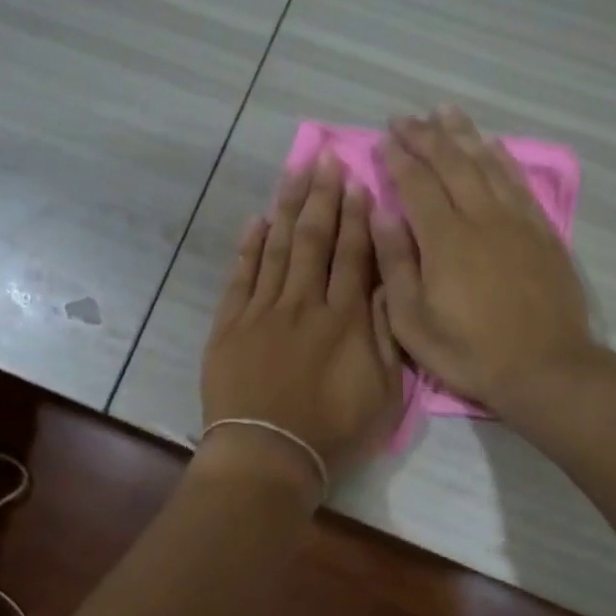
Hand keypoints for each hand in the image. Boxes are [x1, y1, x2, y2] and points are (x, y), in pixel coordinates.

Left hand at [200, 153, 402, 495]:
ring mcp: (262, 312)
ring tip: (295, 172)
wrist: (267, 456)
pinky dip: (249, 246)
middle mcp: (304, 304)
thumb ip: (384, 334)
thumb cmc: (332, 433)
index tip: (358, 183)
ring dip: (288, 208)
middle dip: (322, 197)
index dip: (357, 217)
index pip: (354, 256)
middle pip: (314, 240)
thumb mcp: (382, 393)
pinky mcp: (230, 325)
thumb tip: (386, 283)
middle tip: (325, 159)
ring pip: (277, 248)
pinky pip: (241, 276)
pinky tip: (257, 221)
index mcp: (344, 320)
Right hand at [376, 107, 597, 415]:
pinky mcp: (542, 231)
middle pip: (451, 162)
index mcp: (445, 239)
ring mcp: (516, 220)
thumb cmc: (469, 352)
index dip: (398, 158)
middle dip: (425, 136)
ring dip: (463, 134)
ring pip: (487, 163)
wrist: (544, 368)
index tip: (383, 139)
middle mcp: (481, 217)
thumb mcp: (412, 323)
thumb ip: (395, 264)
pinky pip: (518, 181)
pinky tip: (491, 146)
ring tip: (444, 112)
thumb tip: (382, 214)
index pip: (417, 183)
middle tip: (405, 118)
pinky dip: (501, 158)